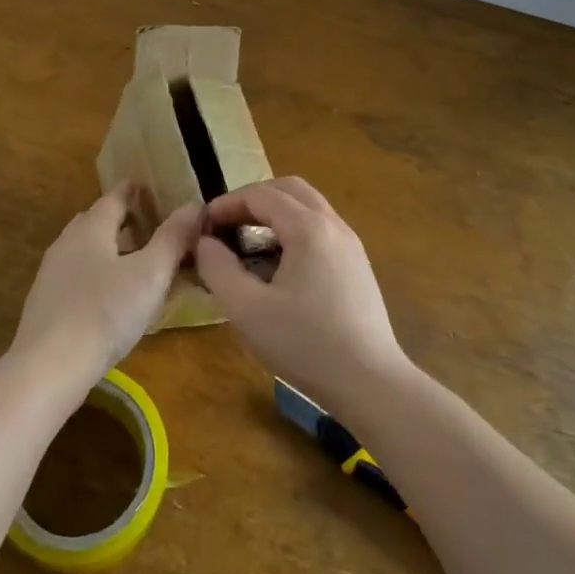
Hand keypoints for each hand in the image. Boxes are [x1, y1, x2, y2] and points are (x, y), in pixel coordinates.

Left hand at [11, 184, 200, 383]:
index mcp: (91, 228)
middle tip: (146, 223)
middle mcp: (67, 243)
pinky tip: (109, 296)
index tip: (146, 187)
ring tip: (133, 260)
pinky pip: (77, 276)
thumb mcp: (150, 274)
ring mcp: (52, 274)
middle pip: (95, 221)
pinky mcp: (46, 304)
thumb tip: (194, 205)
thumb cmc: (106, 312)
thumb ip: (173, 238)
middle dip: (120, 219)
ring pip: (84, 250)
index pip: (114, 198)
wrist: (49, 367)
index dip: (132, 191)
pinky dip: (96, 274)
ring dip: (108, 248)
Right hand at [194, 177, 408, 411]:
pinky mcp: (357, 266)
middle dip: (253, 199)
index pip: (261, 195)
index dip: (227, 204)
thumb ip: (218, 269)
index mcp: (309, 228)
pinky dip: (294, 230)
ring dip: (275, 214)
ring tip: (249, 243)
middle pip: (289, 189)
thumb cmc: (305, 344)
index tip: (203, 225)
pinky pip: (321, 229)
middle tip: (227, 225)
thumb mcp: (247, 310)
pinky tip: (279, 266)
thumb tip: (205, 243)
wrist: (371, 384)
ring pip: (308, 207)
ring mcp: (351, 245)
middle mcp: (334, 226)